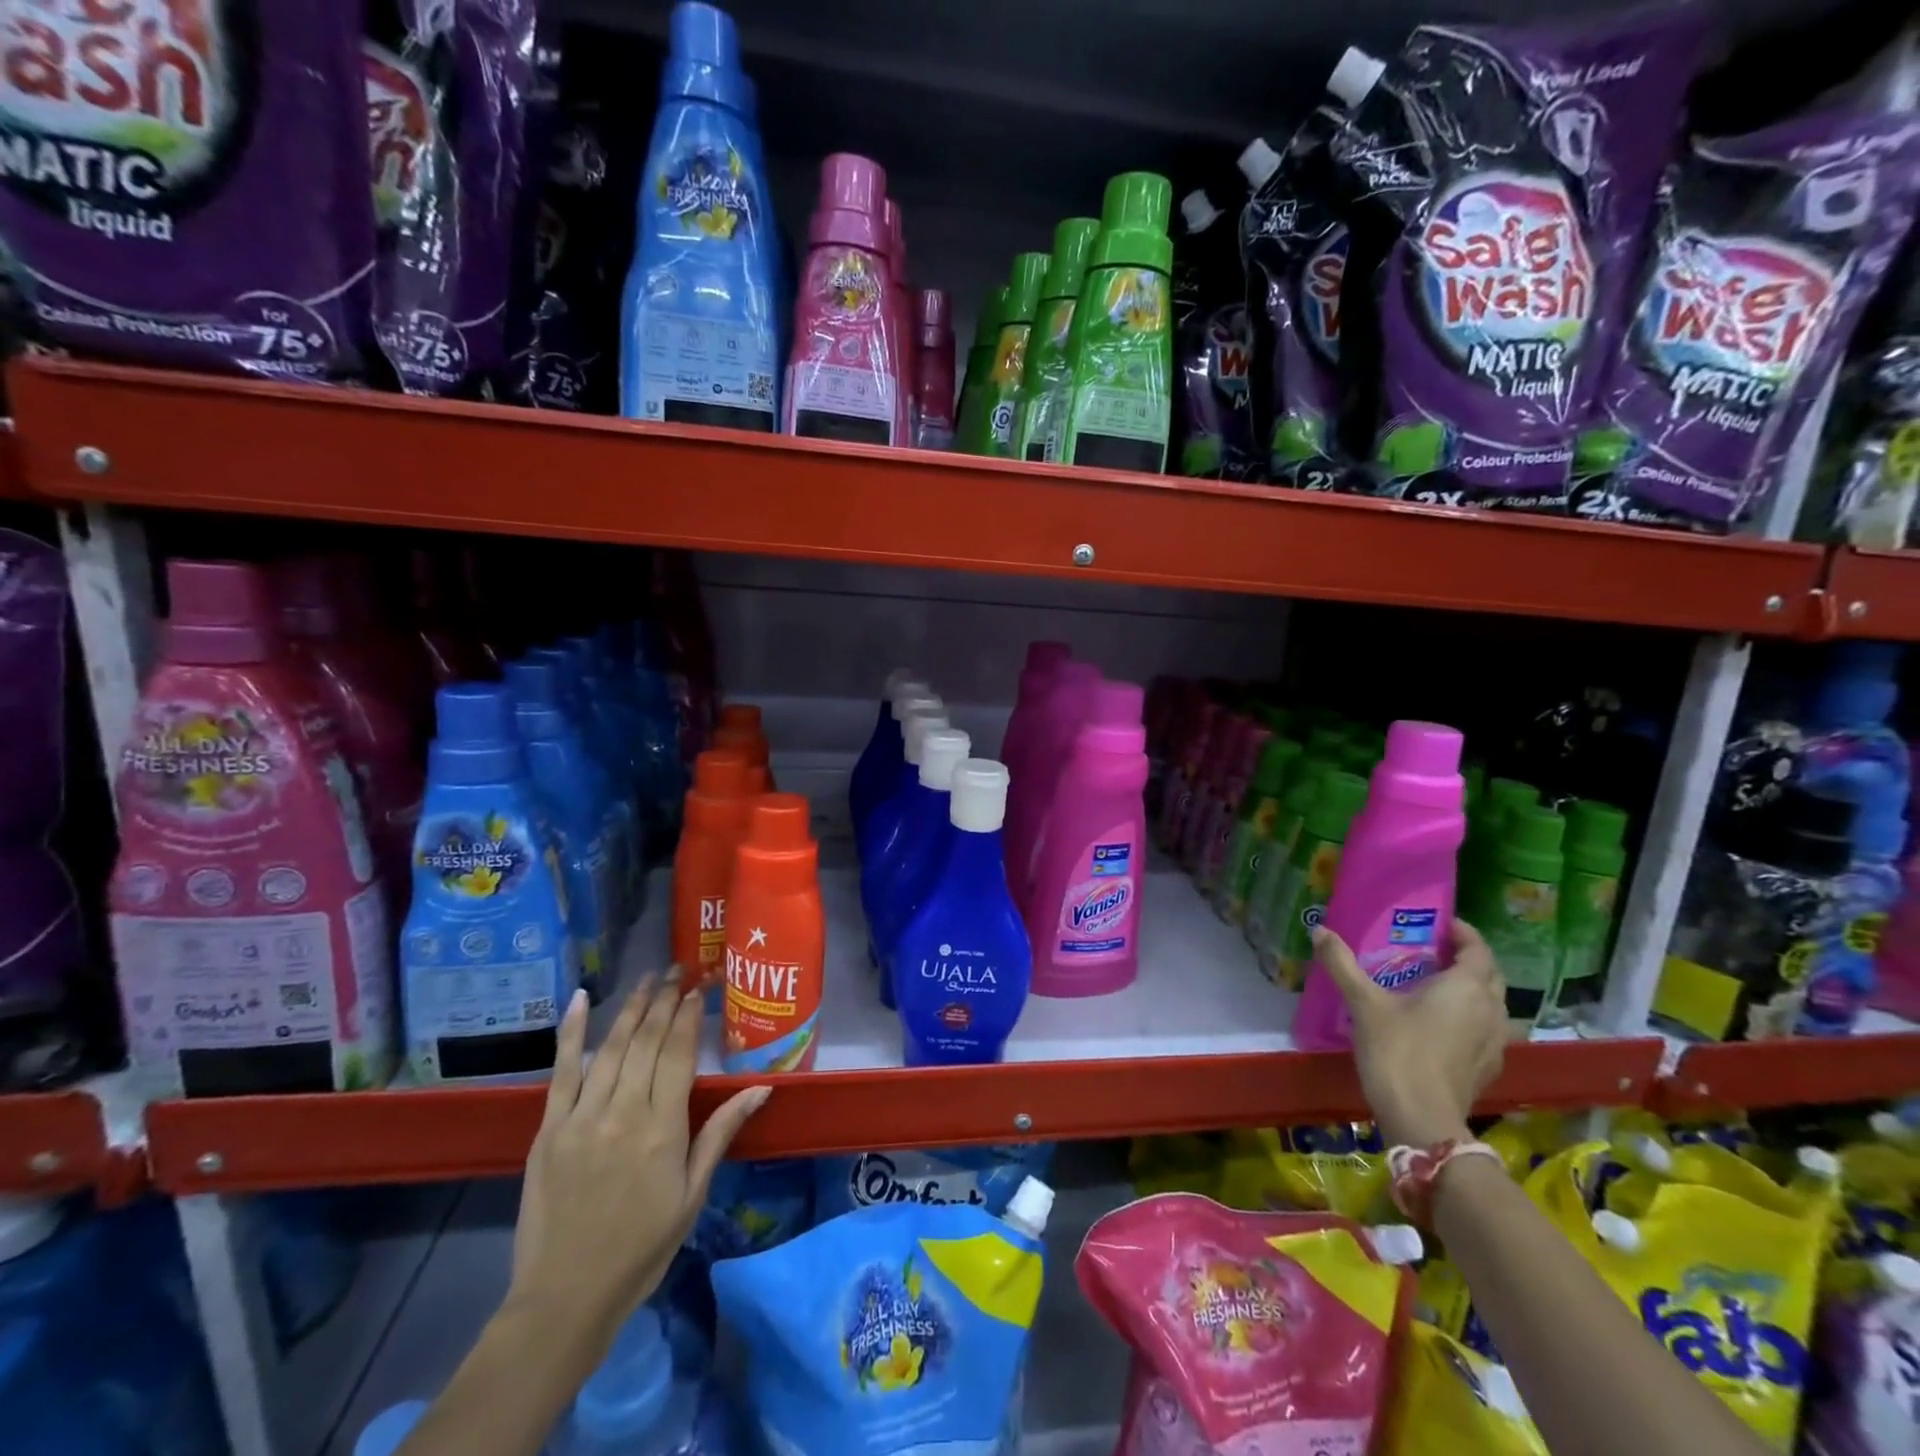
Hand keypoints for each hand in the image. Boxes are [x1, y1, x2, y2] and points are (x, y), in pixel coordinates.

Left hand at [507, 979, 769, 1348]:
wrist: (565, 1297)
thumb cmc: (641, 1247)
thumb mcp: (692, 1194)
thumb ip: (721, 1133)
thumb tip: (762, 1088)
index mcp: (661, 1129)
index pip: (678, 1054)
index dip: (688, 1016)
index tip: (698, 988)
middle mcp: (622, 1112)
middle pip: (646, 1041)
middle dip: (664, 1000)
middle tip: (677, 970)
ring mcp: (581, 1117)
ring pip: (610, 1047)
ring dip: (631, 1007)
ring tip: (648, 978)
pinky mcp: (548, 1129)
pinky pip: (561, 1071)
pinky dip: (571, 1032)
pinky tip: (582, 998)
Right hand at [1311, 920, 1507, 1148]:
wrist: (1421, 1119)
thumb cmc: (1397, 1051)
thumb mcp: (1364, 1003)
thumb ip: (1342, 964)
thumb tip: (1319, 930)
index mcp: (1466, 987)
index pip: (1477, 949)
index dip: (1463, 933)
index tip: (1440, 924)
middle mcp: (1490, 1010)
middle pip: (1490, 975)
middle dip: (1468, 959)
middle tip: (1435, 952)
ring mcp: (1495, 1042)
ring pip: (1493, 1004)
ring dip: (1473, 990)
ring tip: (1438, 987)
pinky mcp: (1488, 1068)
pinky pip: (1487, 1030)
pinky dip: (1471, 1018)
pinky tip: (1444, 1026)